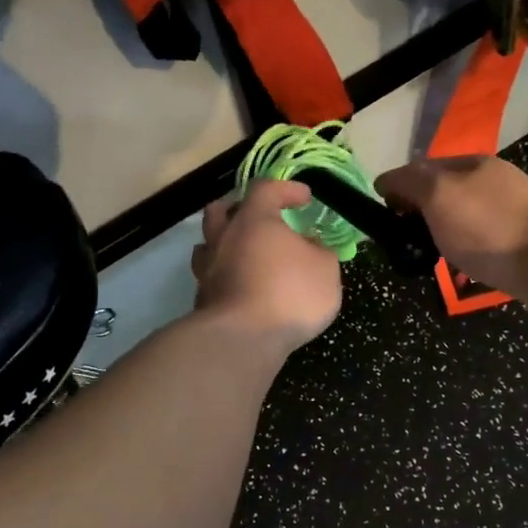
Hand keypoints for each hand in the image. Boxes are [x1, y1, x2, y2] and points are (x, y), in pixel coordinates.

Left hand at [191, 180, 341, 353]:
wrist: (243, 339)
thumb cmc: (289, 294)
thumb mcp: (325, 270)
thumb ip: (321, 252)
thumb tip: (312, 245)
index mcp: (254, 220)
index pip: (266, 189)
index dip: (286, 189)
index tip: (305, 198)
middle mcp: (224, 237)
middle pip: (222, 210)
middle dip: (240, 209)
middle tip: (260, 218)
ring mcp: (207, 268)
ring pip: (209, 244)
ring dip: (226, 243)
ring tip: (246, 254)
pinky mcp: (202, 298)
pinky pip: (211, 276)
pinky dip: (225, 276)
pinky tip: (241, 287)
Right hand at [375, 155, 527, 294]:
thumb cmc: (488, 227)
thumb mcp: (438, 196)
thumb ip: (409, 183)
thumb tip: (386, 180)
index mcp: (472, 164)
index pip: (422, 167)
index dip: (397, 188)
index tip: (382, 216)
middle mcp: (493, 181)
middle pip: (445, 193)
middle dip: (421, 212)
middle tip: (403, 240)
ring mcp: (512, 210)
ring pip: (464, 218)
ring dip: (444, 233)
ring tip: (429, 257)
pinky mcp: (524, 241)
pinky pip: (484, 241)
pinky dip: (467, 251)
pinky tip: (462, 267)